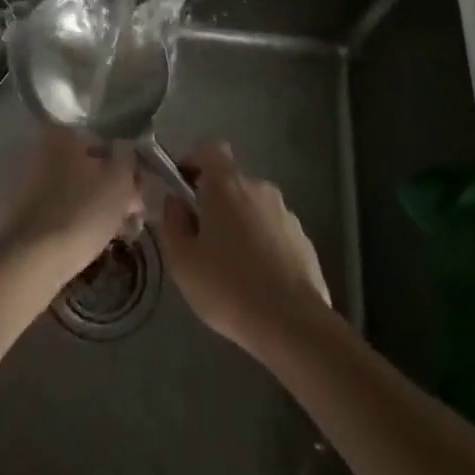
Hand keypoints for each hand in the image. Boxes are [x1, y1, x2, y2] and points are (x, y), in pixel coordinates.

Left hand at [0, 126, 141, 281]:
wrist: (31, 262)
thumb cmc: (82, 212)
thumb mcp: (119, 181)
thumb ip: (127, 157)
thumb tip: (124, 148)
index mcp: (60, 136)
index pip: (101, 144)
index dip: (124, 168)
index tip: (136, 193)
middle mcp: (37, 151)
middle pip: (84, 168)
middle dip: (108, 190)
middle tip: (129, 218)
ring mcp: (22, 184)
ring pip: (69, 192)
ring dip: (91, 208)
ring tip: (112, 236)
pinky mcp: (13, 215)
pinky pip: (52, 212)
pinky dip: (69, 222)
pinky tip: (86, 244)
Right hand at [158, 143, 331, 356]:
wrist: (292, 324)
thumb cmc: (228, 287)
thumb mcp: (183, 261)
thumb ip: (172, 223)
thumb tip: (175, 202)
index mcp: (227, 184)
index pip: (208, 149)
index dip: (192, 161)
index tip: (180, 187)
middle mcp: (258, 187)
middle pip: (230, 180)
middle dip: (213, 201)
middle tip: (200, 237)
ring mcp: (285, 211)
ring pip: (252, 206)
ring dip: (239, 223)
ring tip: (230, 265)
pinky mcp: (303, 238)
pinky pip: (273, 230)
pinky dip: (261, 243)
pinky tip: (257, 279)